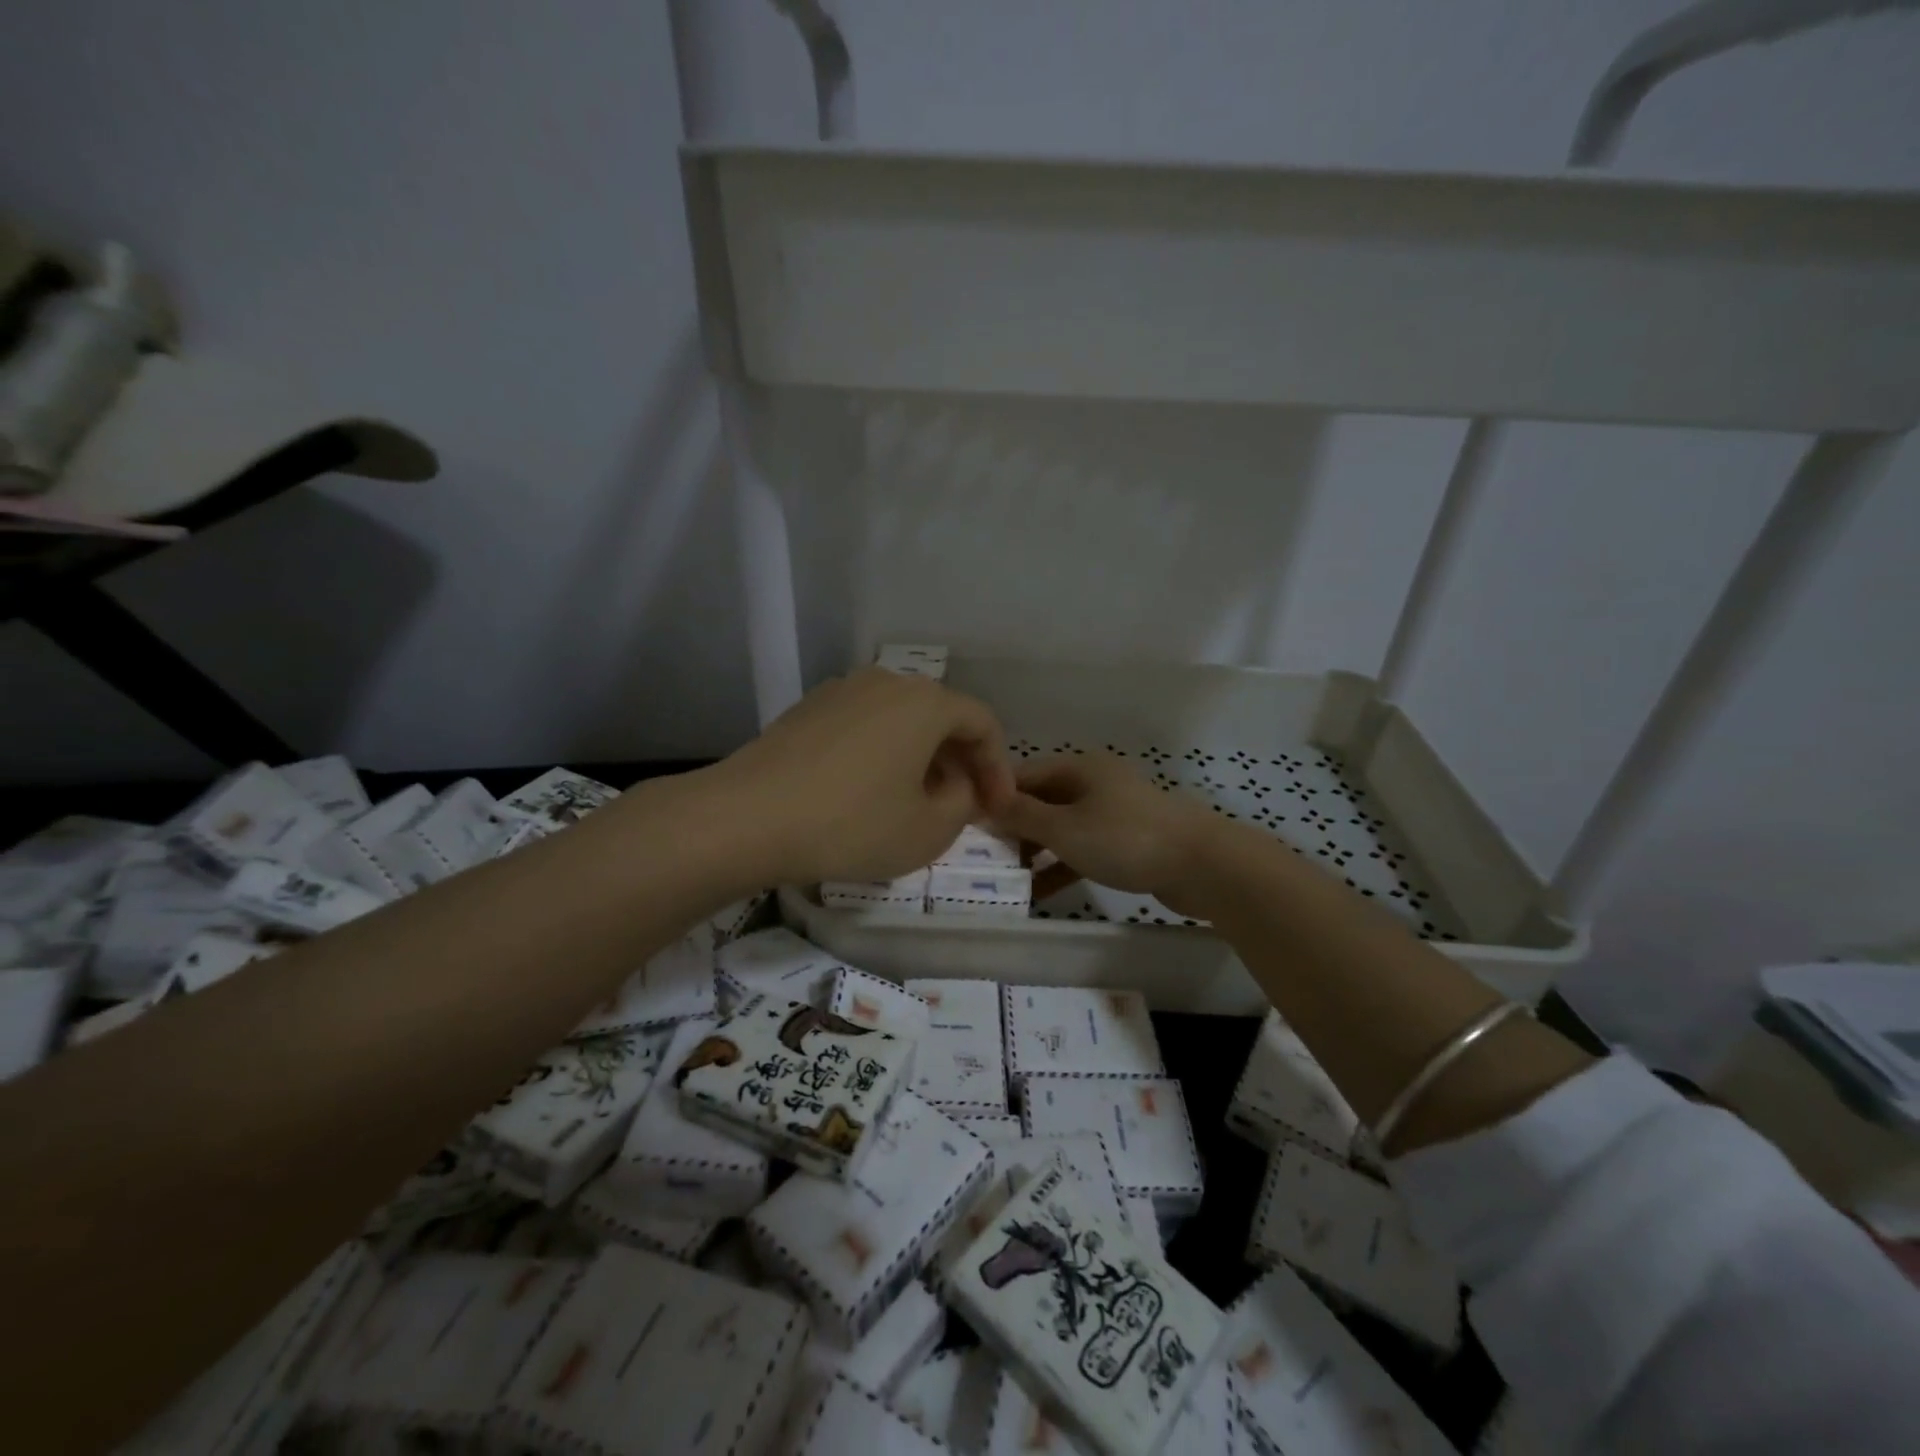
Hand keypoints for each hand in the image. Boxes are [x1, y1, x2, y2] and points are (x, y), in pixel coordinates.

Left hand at [713, 668, 1015, 885]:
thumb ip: (963, 804)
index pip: (982, 723)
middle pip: (941, 716)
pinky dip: (883, 752)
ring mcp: (841, 690)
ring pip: (901, 720)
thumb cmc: (851, 824)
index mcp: (925, 702)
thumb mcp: (928, 830)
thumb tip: (958, 786)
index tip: (995, 809)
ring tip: (917, 799)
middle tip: (963, 804)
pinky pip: (865, 725)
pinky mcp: (807, 709)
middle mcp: (886, 682)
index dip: (998, 768)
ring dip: (921, 756)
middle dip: (960, 761)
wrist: (745, 818)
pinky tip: (869, 790)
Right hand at [995, 754, 1223, 916]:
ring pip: (1060, 828)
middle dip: (1012, 829)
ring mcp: (1111, 813)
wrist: (1203, 864)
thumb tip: (983, 802)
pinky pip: (1081, 849)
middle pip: (1040, 801)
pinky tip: (1039, 893)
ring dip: (1034, 852)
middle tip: (981, 858)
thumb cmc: (1125, 838)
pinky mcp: (1126, 842)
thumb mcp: (1064, 828)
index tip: (965, 825)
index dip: (993, 798)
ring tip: (1005, 879)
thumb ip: (1022, 816)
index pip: (1022, 776)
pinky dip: (1060, 867)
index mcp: (1078, 768)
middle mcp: (1092, 783)